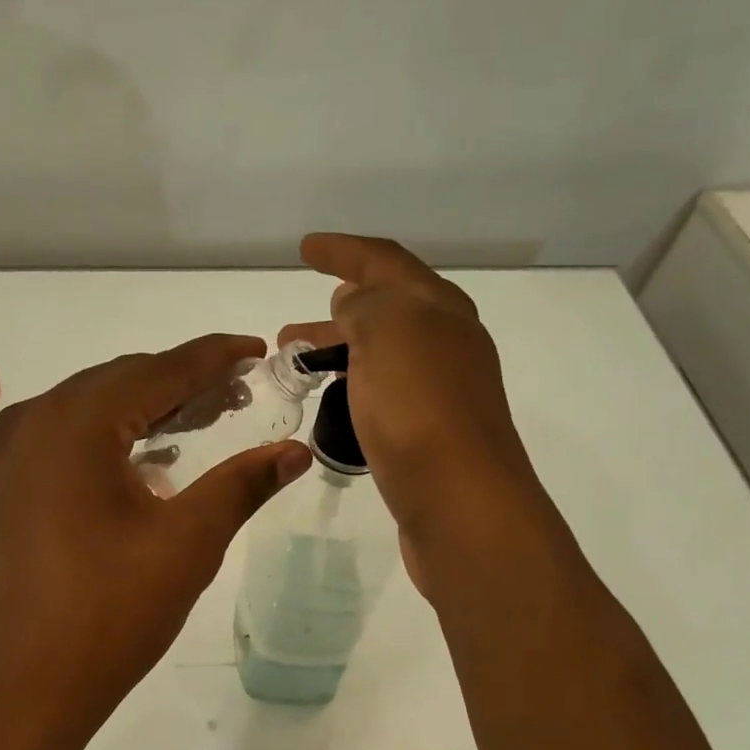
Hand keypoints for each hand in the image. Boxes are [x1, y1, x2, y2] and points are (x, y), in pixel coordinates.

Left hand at [0, 336, 312, 736]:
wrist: (23, 688)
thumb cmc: (109, 612)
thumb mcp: (187, 542)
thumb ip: (243, 484)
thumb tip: (296, 451)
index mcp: (74, 423)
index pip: (157, 369)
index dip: (213, 357)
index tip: (257, 349)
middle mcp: (33, 423)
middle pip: (120, 381)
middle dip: (182, 382)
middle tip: (239, 393)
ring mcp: (11, 457)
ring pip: (91, 410)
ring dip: (146, 408)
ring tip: (202, 419)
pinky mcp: (6, 490)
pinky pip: (66, 440)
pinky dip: (111, 437)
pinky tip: (146, 458)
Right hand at [278, 233, 556, 589]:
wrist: (460, 502)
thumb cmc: (417, 407)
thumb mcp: (387, 332)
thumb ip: (366, 305)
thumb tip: (355, 301)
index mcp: (438, 309)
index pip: (386, 262)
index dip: (344, 250)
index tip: (305, 248)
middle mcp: (447, 343)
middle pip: (387, 308)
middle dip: (338, 308)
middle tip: (290, 329)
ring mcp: (442, 390)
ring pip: (384, 353)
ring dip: (341, 349)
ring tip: (299, 364)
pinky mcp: (431, 432)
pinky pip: (386, 390)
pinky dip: (356, 383)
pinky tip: (337, 401)